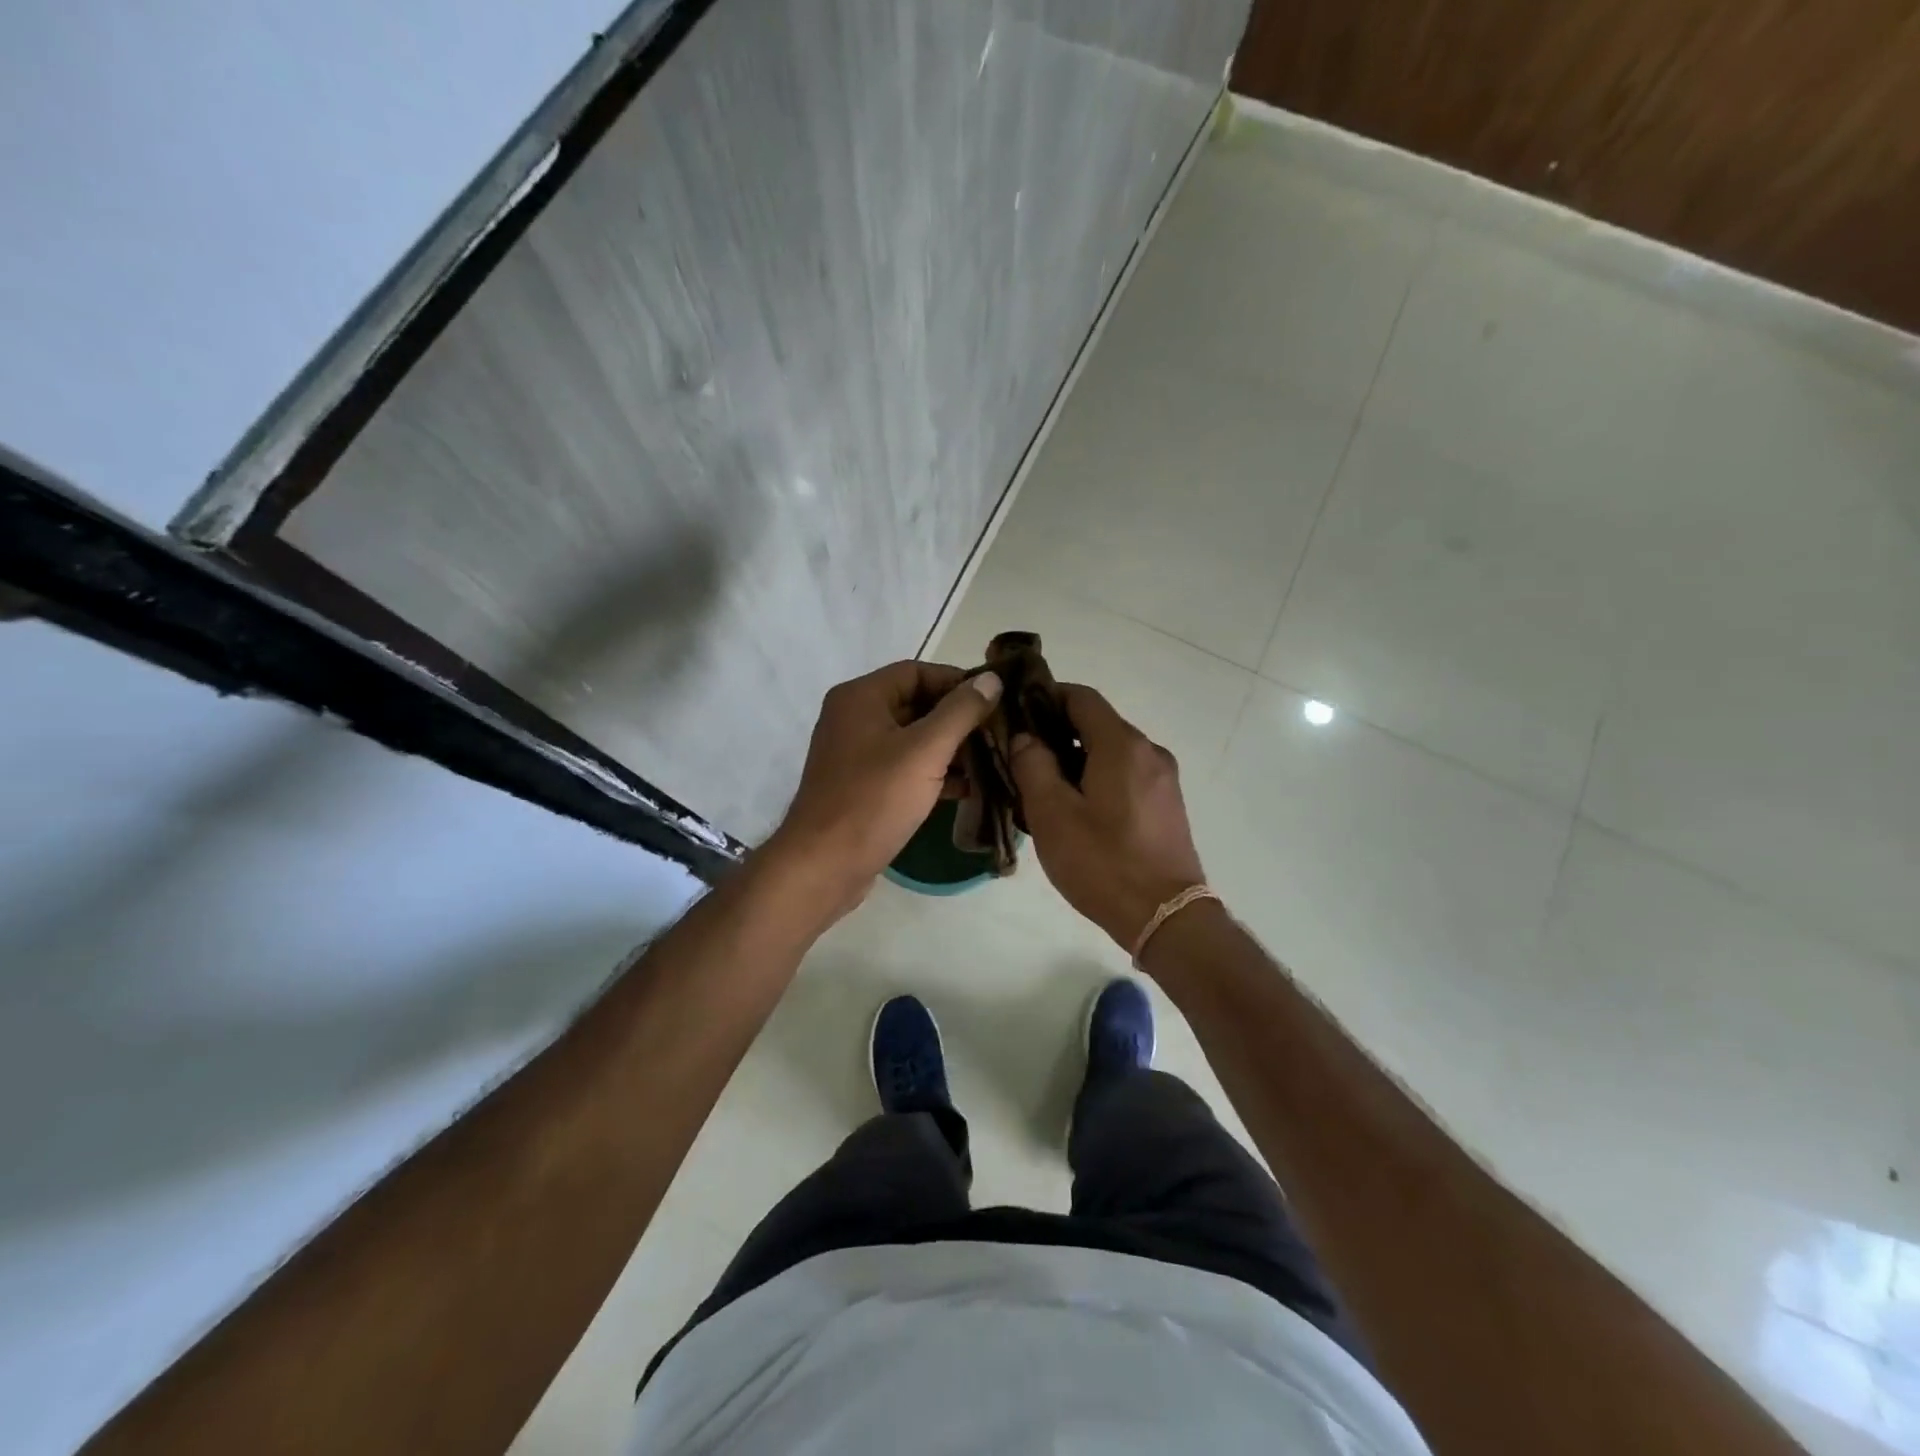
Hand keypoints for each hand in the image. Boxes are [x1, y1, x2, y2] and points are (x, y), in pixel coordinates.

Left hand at [764, 660, 1002, 922]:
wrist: (823, 867)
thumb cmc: (873, 800)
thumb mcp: (924, 751)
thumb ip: (961, 712)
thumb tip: (992, 680)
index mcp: (861, 698)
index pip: (917, 671)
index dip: (958, 681)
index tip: (996, 699)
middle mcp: (854, 718)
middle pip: (917, 704)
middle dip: (959, 718)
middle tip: (1000, 732)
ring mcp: (857, 755)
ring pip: (914, 739)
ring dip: (952, 748)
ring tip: (994, 760)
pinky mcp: (864, 787)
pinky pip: (905, 768)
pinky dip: (935, 773)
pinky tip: (970, 788)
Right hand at [1009, 686, 1205, 953]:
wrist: (1166, 917)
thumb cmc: (1103, 863)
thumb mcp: (1052, 814)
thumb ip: (1032, 765)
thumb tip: (1026, 738)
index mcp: (1122, 745)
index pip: (1082, 697)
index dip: (1046, 696)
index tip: (1016, 711)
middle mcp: (1149, 751)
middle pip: (1098, 724)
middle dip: (1057, 731)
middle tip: (1020, 755)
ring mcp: (1164, 779)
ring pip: (1111, 752)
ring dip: (1076, 758)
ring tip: (1042, 786)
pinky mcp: (1167, 805)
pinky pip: (1126, 775)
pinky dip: (1098, 778)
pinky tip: (1076, 809)